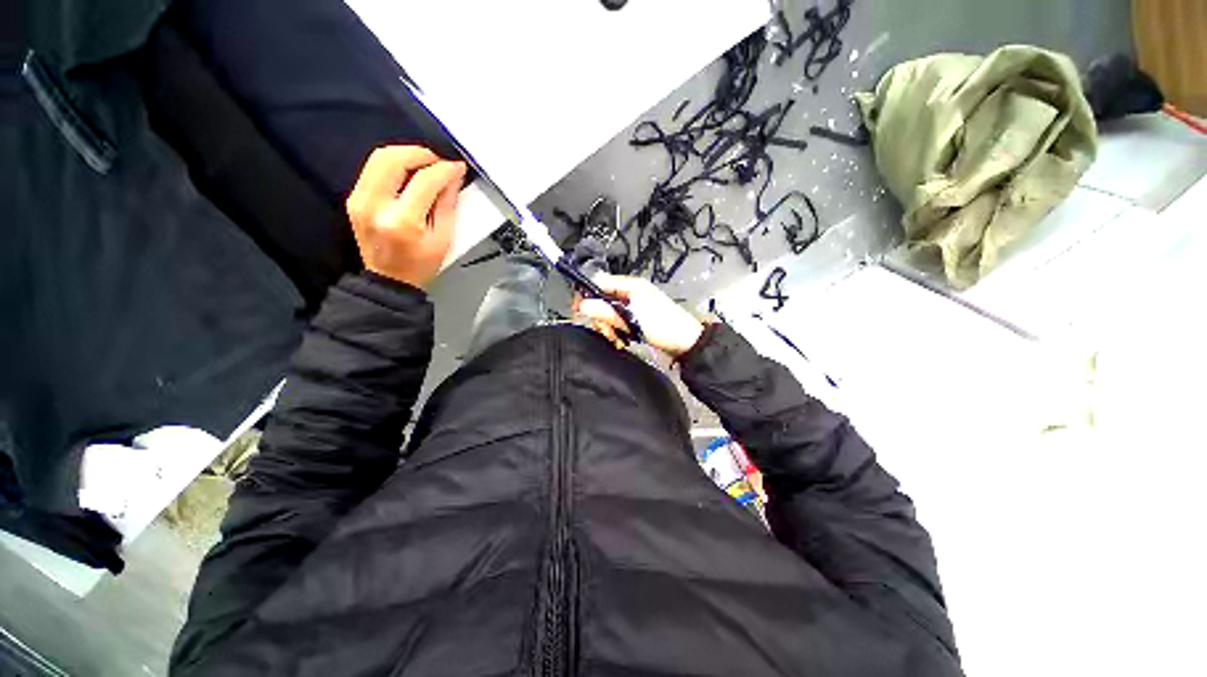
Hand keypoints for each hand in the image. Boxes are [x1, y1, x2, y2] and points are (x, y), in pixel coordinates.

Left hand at [346, 146, 466, 289]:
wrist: (389, 281)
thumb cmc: (420, 266)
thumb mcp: (443, 239)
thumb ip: (447, 205)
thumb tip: (452, 178)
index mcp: (403, 221)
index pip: (425, 180)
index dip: (444, 169)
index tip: (457, 167)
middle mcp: (375, 206)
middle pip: (394, 159)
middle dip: (421, 153)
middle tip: (438, 161)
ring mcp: (360, 201)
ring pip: (379, 158)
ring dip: (405, 155)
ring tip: (425, 165)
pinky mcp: (354, 199)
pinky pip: (372, 169)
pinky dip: (393, 165)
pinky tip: (408, 174)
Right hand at [574, 273, 704, 357]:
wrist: (686, 343)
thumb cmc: (662, 326)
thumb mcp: (631, 319)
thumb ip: (606, 311)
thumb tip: (582, 305)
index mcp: (631, 285)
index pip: (600, 282)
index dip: (587, 295)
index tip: (578, 311)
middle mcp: (631, 292)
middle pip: (603, 300)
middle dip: (602, 318)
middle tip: (609, 332)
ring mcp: (634, 306)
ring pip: (610, 313)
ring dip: (610, 327)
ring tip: (619, 339)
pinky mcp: (637, 318)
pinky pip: (619, 321)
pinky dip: (618, 331)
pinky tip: (623, 340)